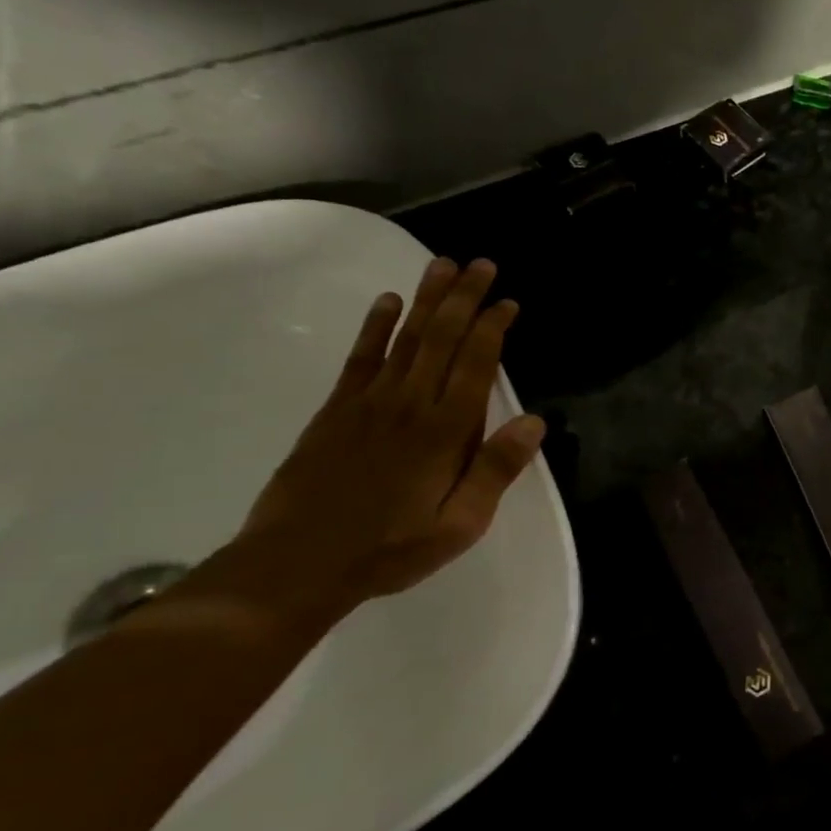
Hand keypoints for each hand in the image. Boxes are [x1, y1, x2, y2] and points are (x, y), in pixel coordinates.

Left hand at [233, 257, 546, 616]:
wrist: (296, 565)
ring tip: (443, 266)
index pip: (475, 365)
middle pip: (442, 338)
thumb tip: (535, 421)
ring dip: (427, 300)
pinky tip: (388, 302)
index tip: (508, 301)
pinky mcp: (336, 411)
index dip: (493, 328)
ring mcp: (369, 403)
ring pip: (406, 339)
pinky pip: (360, 358)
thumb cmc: (390, 549)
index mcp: (444, 431)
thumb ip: (496, 470)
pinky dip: (375, 327)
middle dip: (465, 298)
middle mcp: (409, 404)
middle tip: (482, 264)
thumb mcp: (460, 525)